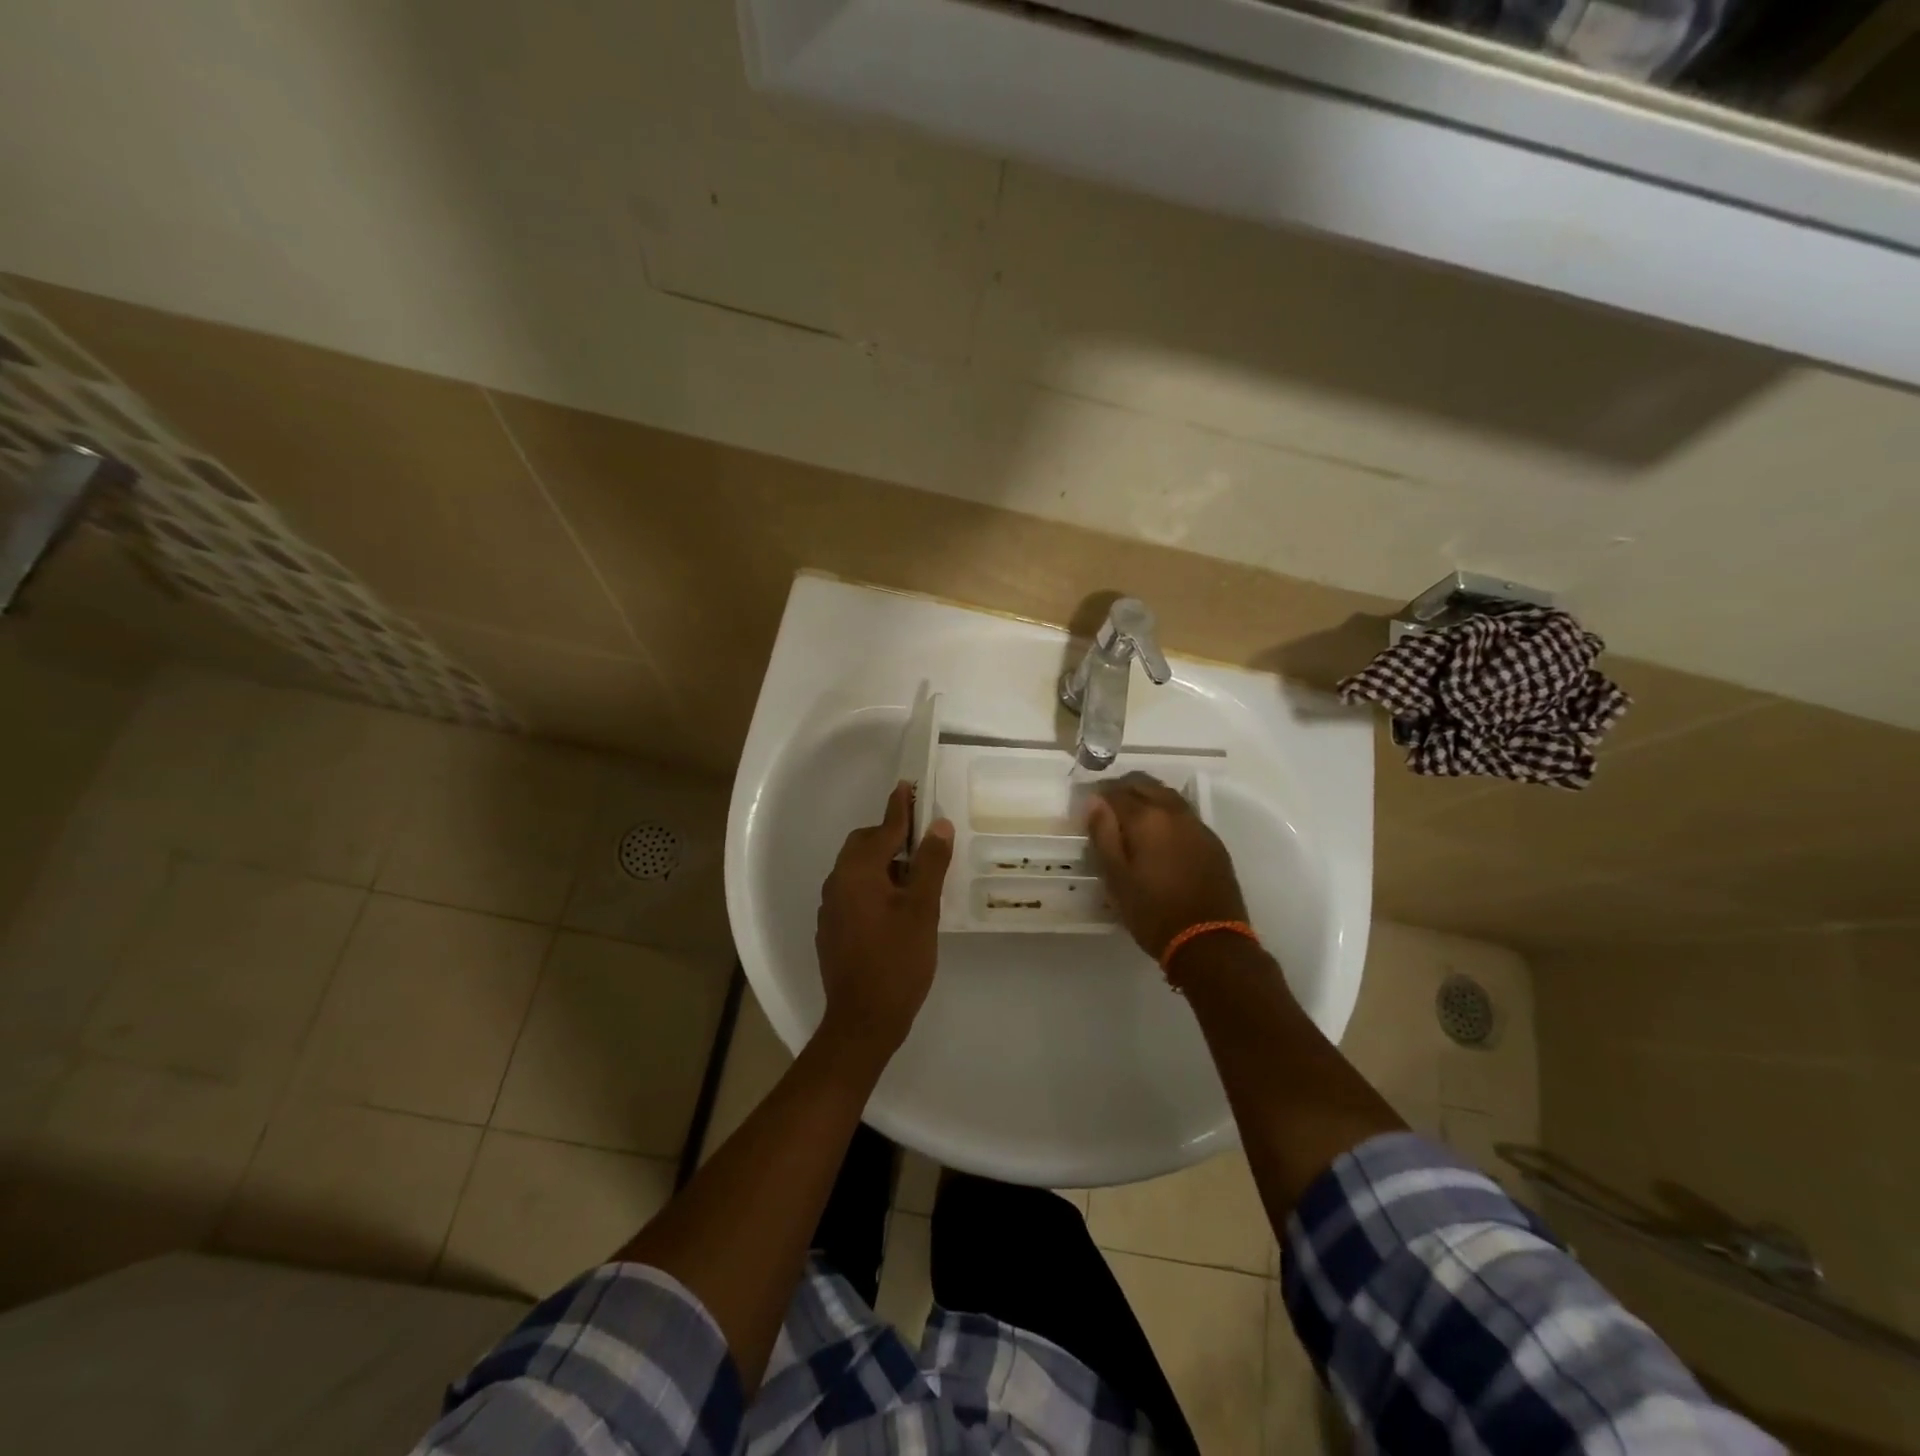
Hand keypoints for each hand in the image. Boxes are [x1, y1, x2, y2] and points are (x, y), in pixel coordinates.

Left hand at [815, 782, 954, 1057]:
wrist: (862, 1020)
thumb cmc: (897, 960)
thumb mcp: (922, 909)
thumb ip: (929, 863)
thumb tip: (939, 825)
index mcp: (857, 872)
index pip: (883, 829)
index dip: (900, 808)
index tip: (909, 785)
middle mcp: (836, 883)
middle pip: (864, 846)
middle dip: (891, 837)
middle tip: (924, 842)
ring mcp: (830, 908)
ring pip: (858, 870)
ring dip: (884, 864)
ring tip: (916, 877)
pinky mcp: (832, 929)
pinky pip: (854, 892)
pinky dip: (874, 886)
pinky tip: (896, 908)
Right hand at [1086, 772, 1248, 958]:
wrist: (1209, 941)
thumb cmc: (1153, 911)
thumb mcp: (1116, 877)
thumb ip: (1103, 834)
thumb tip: (1095, 802)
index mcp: (1146, 818)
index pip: (1116, 791)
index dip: (1099, 794)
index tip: (1088, 806)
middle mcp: (1174, 812)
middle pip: (1145, 784)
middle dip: (1123, 789)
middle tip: (1107, 807)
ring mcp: (1198, 825)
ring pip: (1167, 796)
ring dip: (1147, 797)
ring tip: (1131, 819)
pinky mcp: (1213, 842)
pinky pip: (1184, 814)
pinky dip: (1166, 813)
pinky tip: (1159, 835)